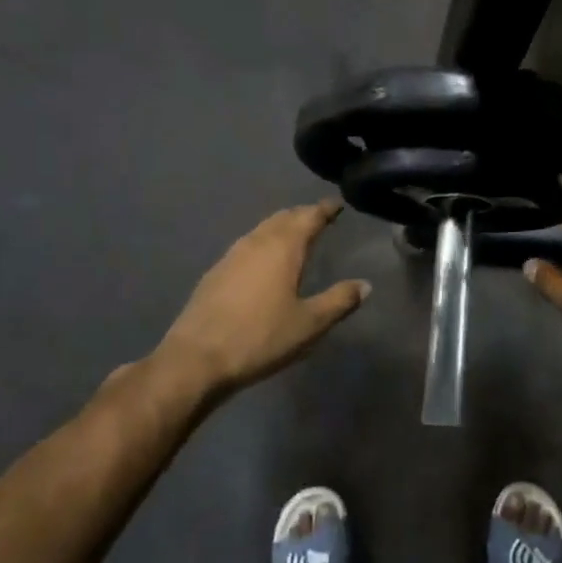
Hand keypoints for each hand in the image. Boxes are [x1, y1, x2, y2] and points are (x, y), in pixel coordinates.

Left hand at [153, 201, 370, 401]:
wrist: (196, 359)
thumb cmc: (260, 338)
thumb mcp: (309, 324)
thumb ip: (339, 301)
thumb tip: (364, 285)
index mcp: (283, 248)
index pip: (309, 217)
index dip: (325, 209)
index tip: (337, 203)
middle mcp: (256, 243)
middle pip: (283, 218)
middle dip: (302, 214)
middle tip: (319, 217)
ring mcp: (231, 256)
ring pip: (261, 230)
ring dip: (280, 227)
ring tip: (294, 234)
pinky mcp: (215, 273)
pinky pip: (246, 246)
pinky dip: (262, 243)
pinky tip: (263, 261)